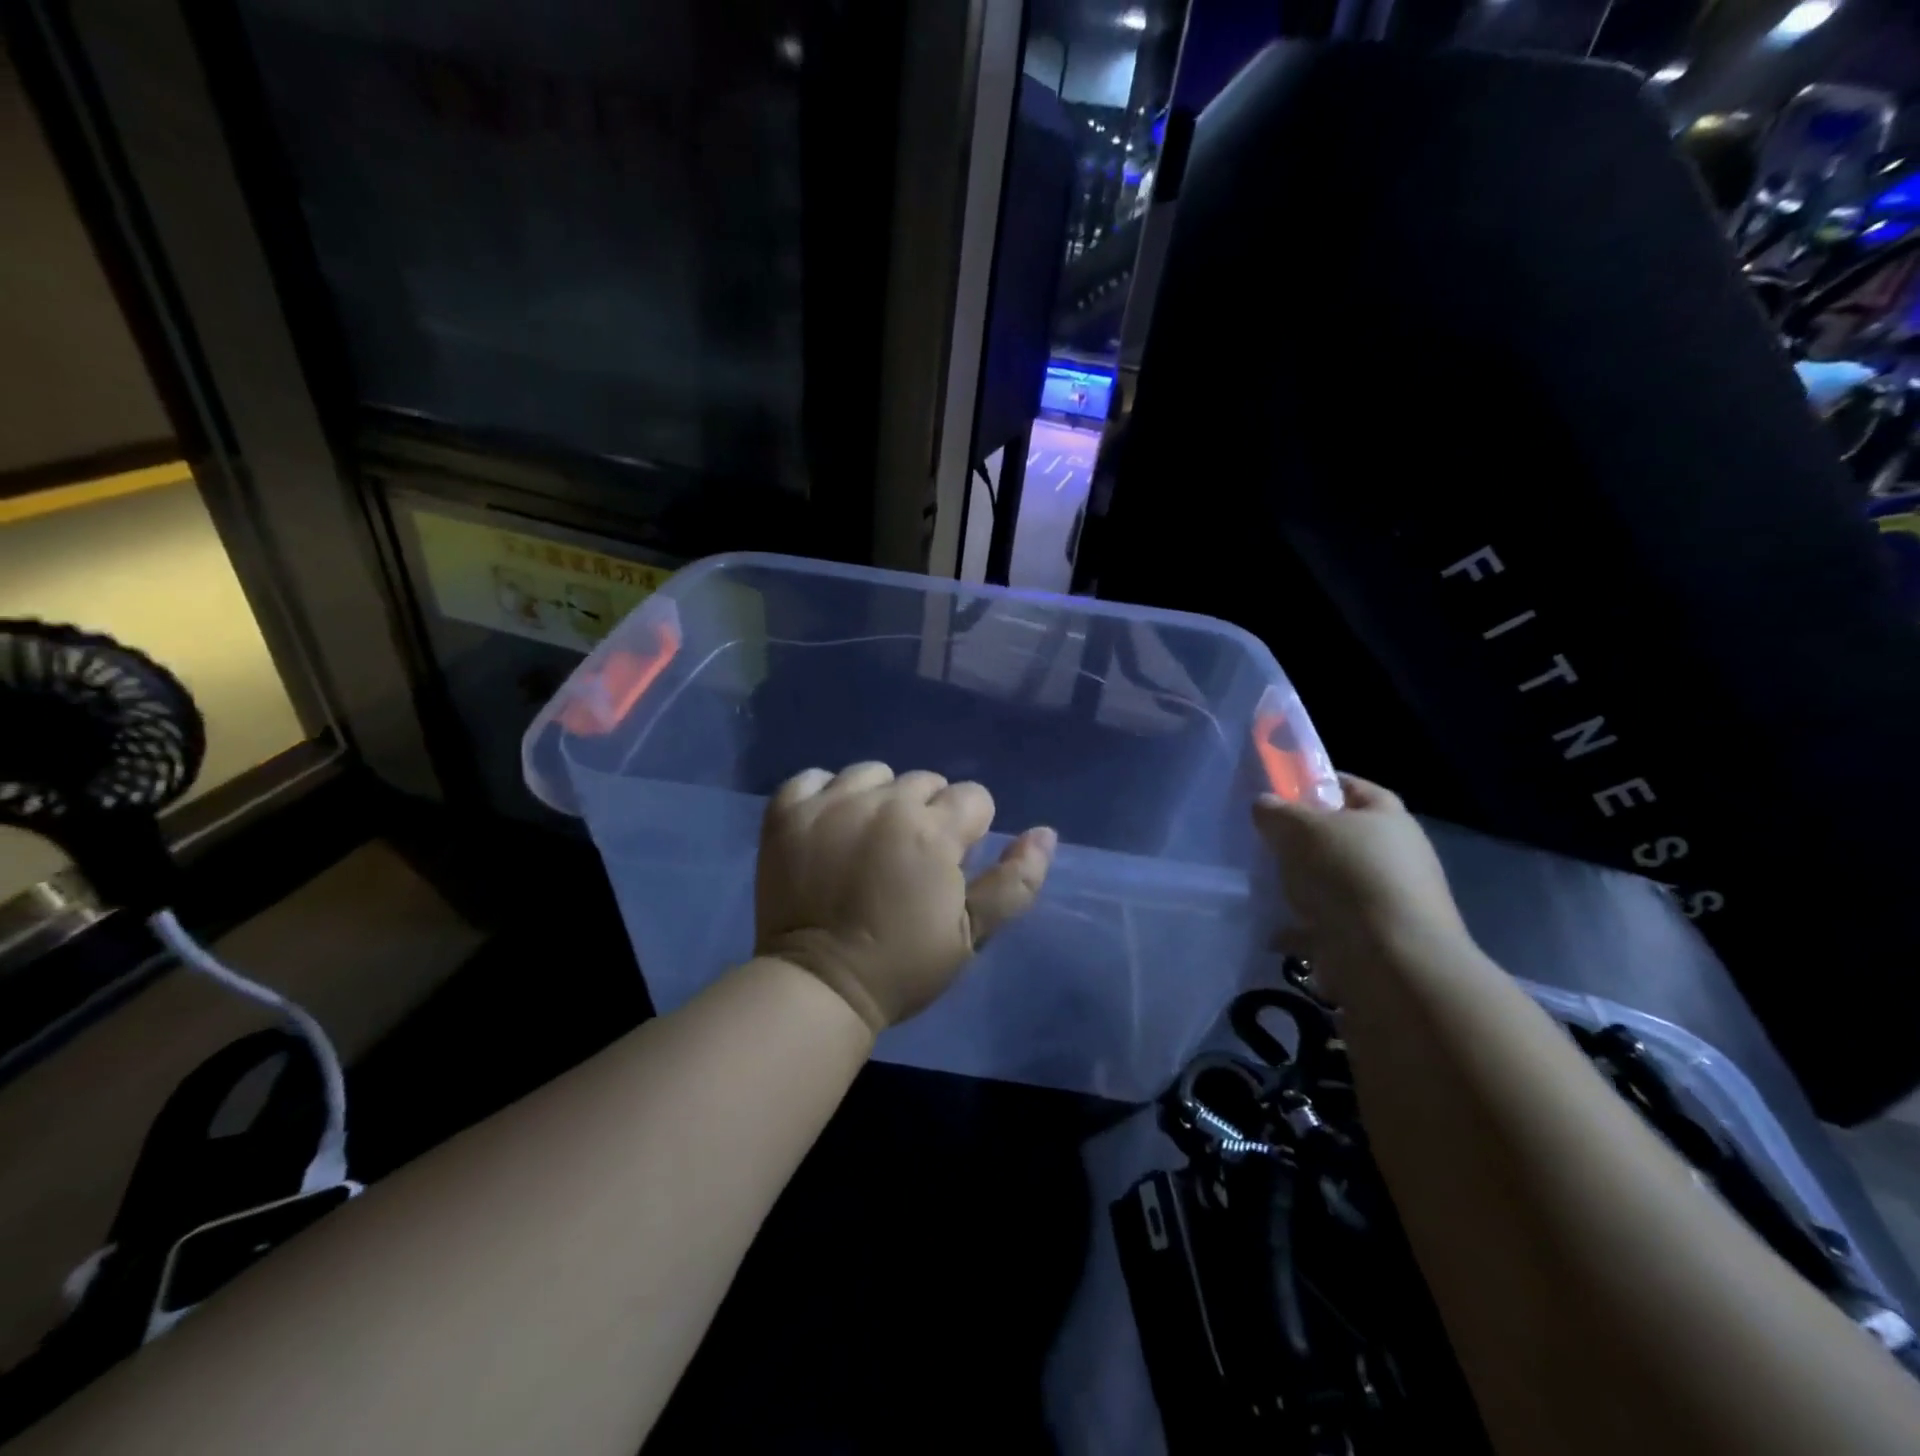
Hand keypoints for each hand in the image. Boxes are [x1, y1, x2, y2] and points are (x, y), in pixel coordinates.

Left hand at [755, 763, 1056, 1034]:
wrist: (817, 987)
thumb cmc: (902, 965)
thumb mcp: (970, 934)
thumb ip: (1015, 882)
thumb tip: (1045, 832)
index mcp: (934, 830)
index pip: (973, 797)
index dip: (970, 830)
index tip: (951, 863)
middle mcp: (885, 803)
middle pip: (925, 781)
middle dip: (928, 813)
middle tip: (909, 858)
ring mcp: (831, 803)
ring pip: (873, 774)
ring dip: (879, 798)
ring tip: (868, 839)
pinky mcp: (787, 812)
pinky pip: (813, 778)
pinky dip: (823, 794)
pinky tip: (826, 825)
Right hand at [1252, 773, 1470, 1002]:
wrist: (1392, 962)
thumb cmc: (1349, 876)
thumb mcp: (1300, 829)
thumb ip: (1277, 812)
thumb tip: (1265, 805)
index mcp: (1388, 819)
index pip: (1353, 787)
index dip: (1319, 784)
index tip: (1281, 791)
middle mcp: (1395, 857)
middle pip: (1342, 838)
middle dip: (1305, 841)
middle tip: (1267, 842)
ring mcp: (1388, 902)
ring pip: (1335, 884)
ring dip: (1304, 887)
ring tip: (1267, 888)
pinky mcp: (1376, 941)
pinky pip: (1330, 927)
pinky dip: (1303, 931)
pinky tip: (1276, 934)